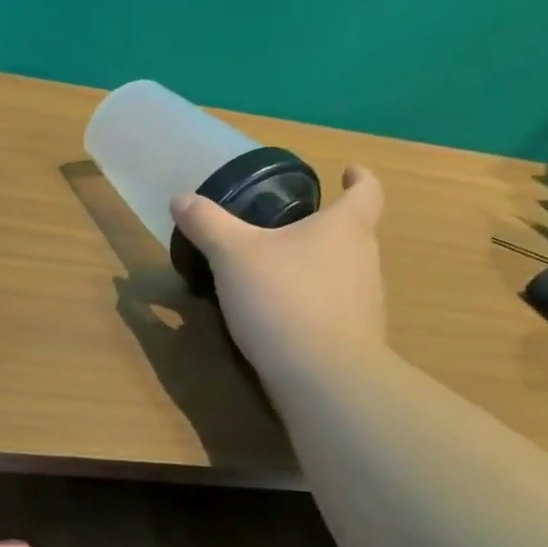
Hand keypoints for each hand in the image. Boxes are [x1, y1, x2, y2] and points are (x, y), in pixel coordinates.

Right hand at [171, 165, 388, 376]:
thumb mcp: (232, 254)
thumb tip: (181, 199)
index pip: (366, 191)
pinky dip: (314, 306)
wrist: (321, 375)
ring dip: (319, 268)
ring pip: (345, 273)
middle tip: (291, 227)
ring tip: (281, 273)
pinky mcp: (357, 339)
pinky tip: (282, 318)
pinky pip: (335, 310)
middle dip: (327, 227)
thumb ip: (207, 224)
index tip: (348, 171)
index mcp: (345, 228)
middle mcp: (365, 260)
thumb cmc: (283, 297)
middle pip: (354, 233)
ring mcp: (366, 303)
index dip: (359, 178)